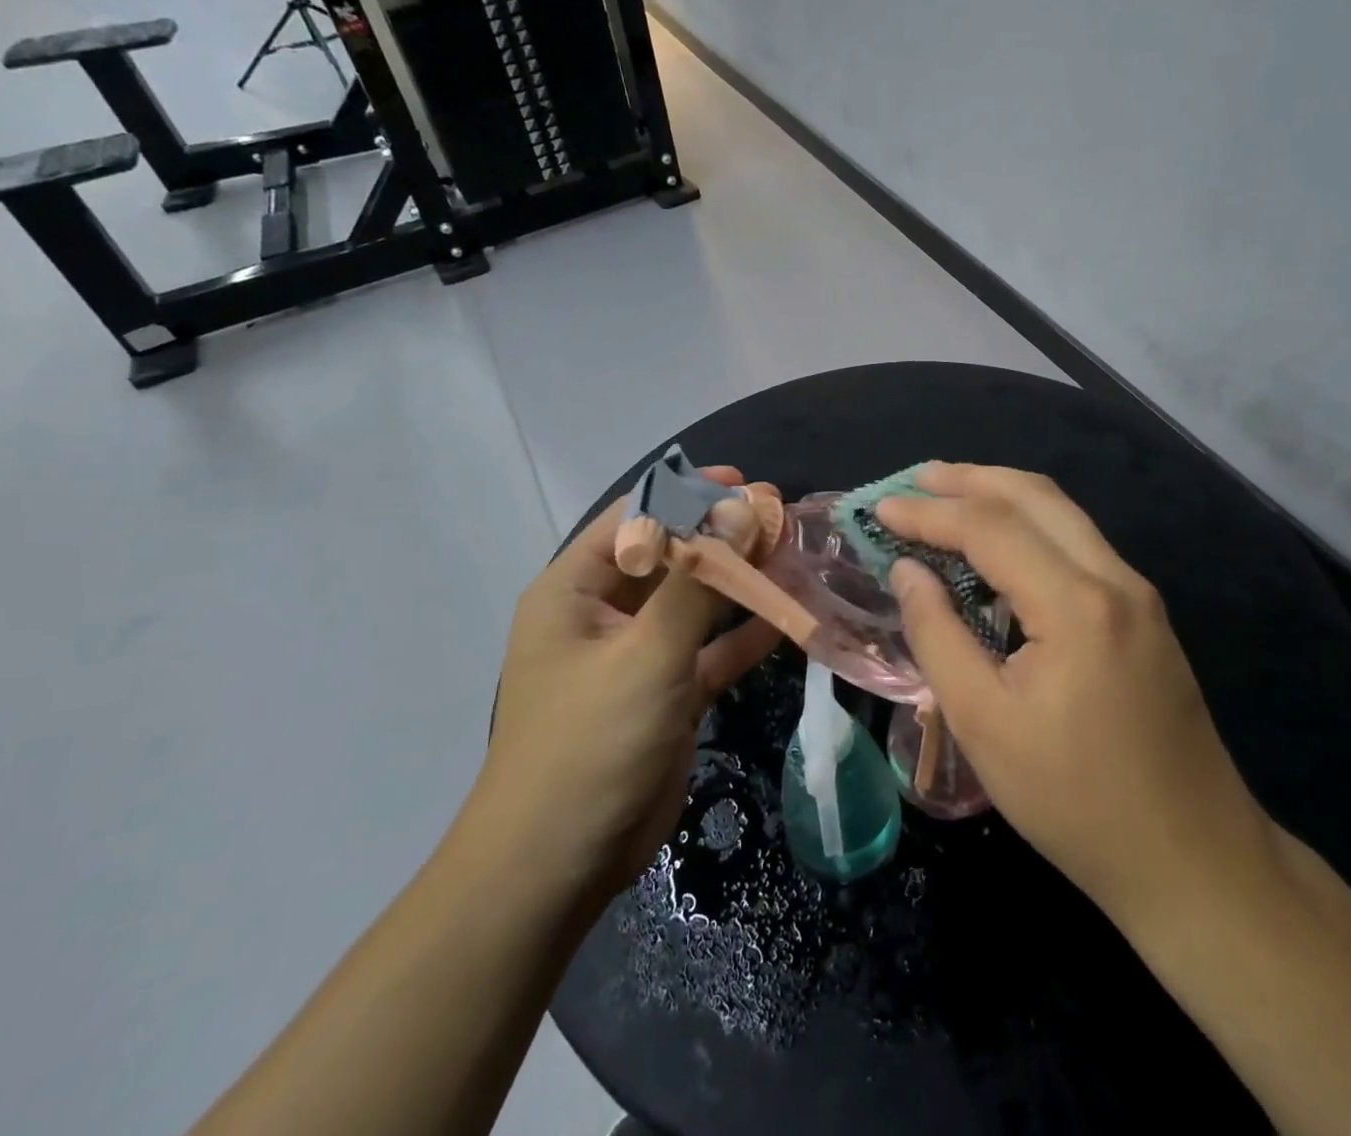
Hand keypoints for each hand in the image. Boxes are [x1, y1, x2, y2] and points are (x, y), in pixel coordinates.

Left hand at [473, 467, 779, 911]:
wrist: (560, 866)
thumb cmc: (591, 742)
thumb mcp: (646, 652)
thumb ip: (696, 580)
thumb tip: (739, 509)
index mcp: (574, 589)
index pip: (634, 518)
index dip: (686, 493)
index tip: (744, 484)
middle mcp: (602, 613)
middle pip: (669, 557)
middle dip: (722, 536)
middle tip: (780, 516)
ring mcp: (635, 656)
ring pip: (693, 603)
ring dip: (738, 582)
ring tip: (790, 554)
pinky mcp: (665, 694)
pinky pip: (708, 651)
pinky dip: (742, 635)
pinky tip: (786, 616)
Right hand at [878, 464, 1278, 928]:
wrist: (1194, 859)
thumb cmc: (1076, 801)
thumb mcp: (984, 725)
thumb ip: (938, 636)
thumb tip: (908, 571)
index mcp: (1076, 604)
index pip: (990, 527)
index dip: (929, 513)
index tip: (881, 508)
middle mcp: (1114, 579)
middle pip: (1034, 496)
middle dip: (970, 479)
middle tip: (916, 478)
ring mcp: (1137, 593)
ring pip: (1062, 512)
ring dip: (1002, 493)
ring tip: (949, 493)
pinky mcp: (1145, 613)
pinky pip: (1078, 541)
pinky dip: (1030, 523)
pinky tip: (999, 542)